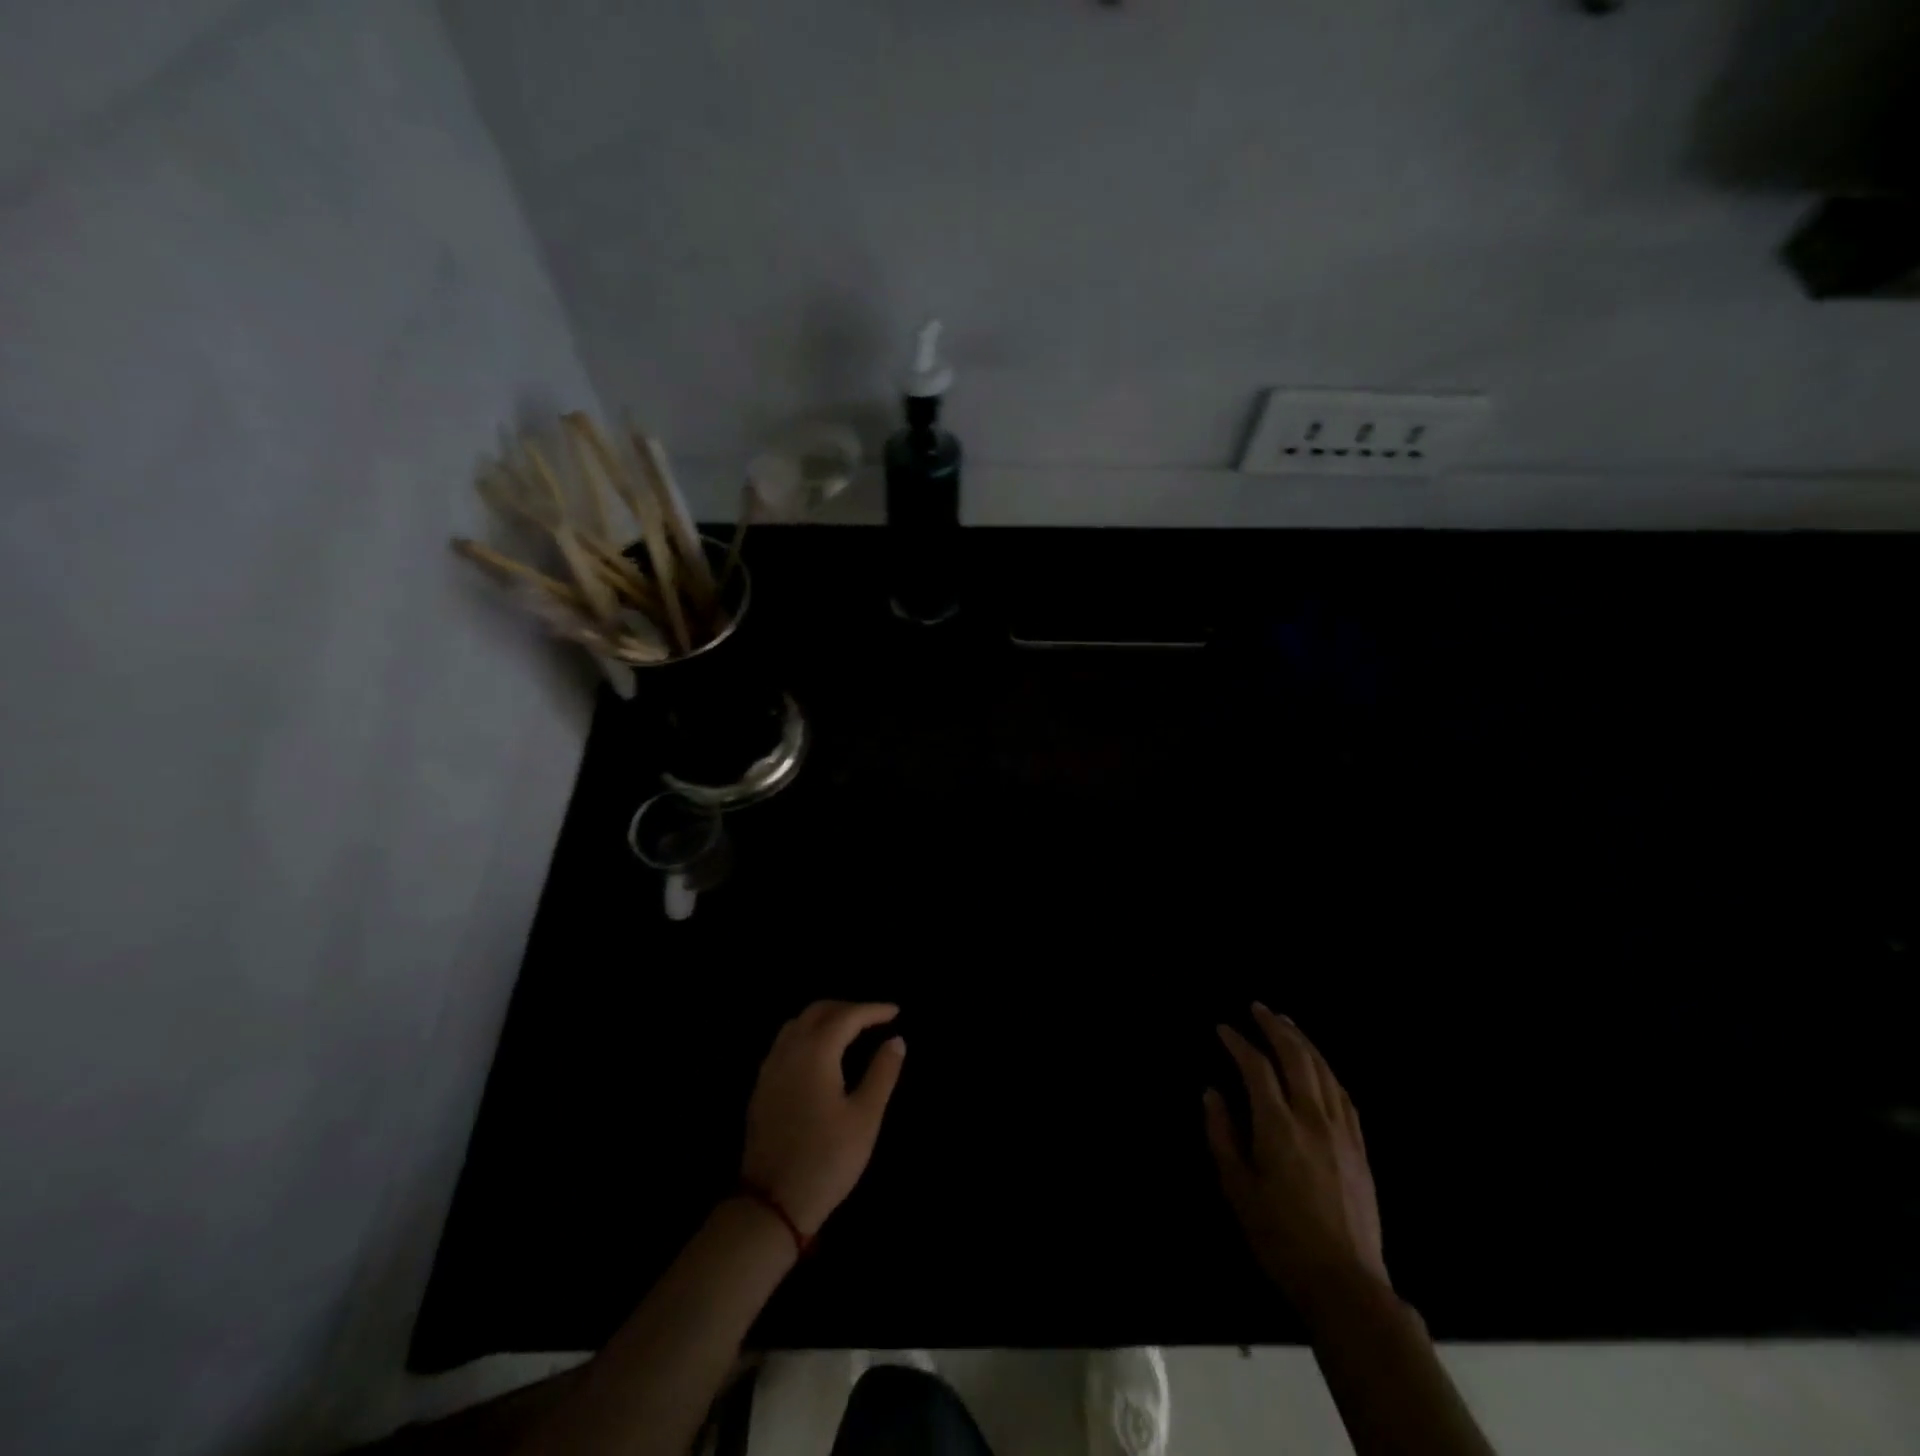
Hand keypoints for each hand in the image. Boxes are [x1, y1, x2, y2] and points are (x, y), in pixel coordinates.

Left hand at [741, 1001, 905, 1236]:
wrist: (771, 1204)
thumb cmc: (827, 1159)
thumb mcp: (865, 1117)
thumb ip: (882, 1073)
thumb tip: (896, 1040)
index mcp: (815, 1052)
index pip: (847, 1016)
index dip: (873, 1010)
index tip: (896, 1011)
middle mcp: (788, 1051)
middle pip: (818, 1011)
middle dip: (848, 1008)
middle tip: (874, 1019)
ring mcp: (770, 1069)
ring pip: (797, 1024)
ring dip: (825, 1019)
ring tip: (849, 1032)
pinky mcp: (761, 1088)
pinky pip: (785, 1044)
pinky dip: (807, 1035)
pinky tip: (819, 1056)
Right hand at [1204, 1004, 1388, 1304]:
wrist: (1346, 1284)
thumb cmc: (1280, 1238)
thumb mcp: (1238, 1188)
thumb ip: (1222, 1135)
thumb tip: (1212, 1093)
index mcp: (1279, 1126)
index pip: (1257, 1068)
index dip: (1238, 1042)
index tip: (1222, 1028)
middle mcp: (1313, 1119)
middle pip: (1297, 1057)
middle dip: (1275, 1027)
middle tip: (1258, 1008)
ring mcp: (1342, 1132)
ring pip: (1324, 1071)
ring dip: (1303, 1042)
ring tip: (1287, 1024)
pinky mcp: (1360, 1148)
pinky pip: (1344, 1096)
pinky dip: (1327, 1071)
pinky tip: (1320, 1067)